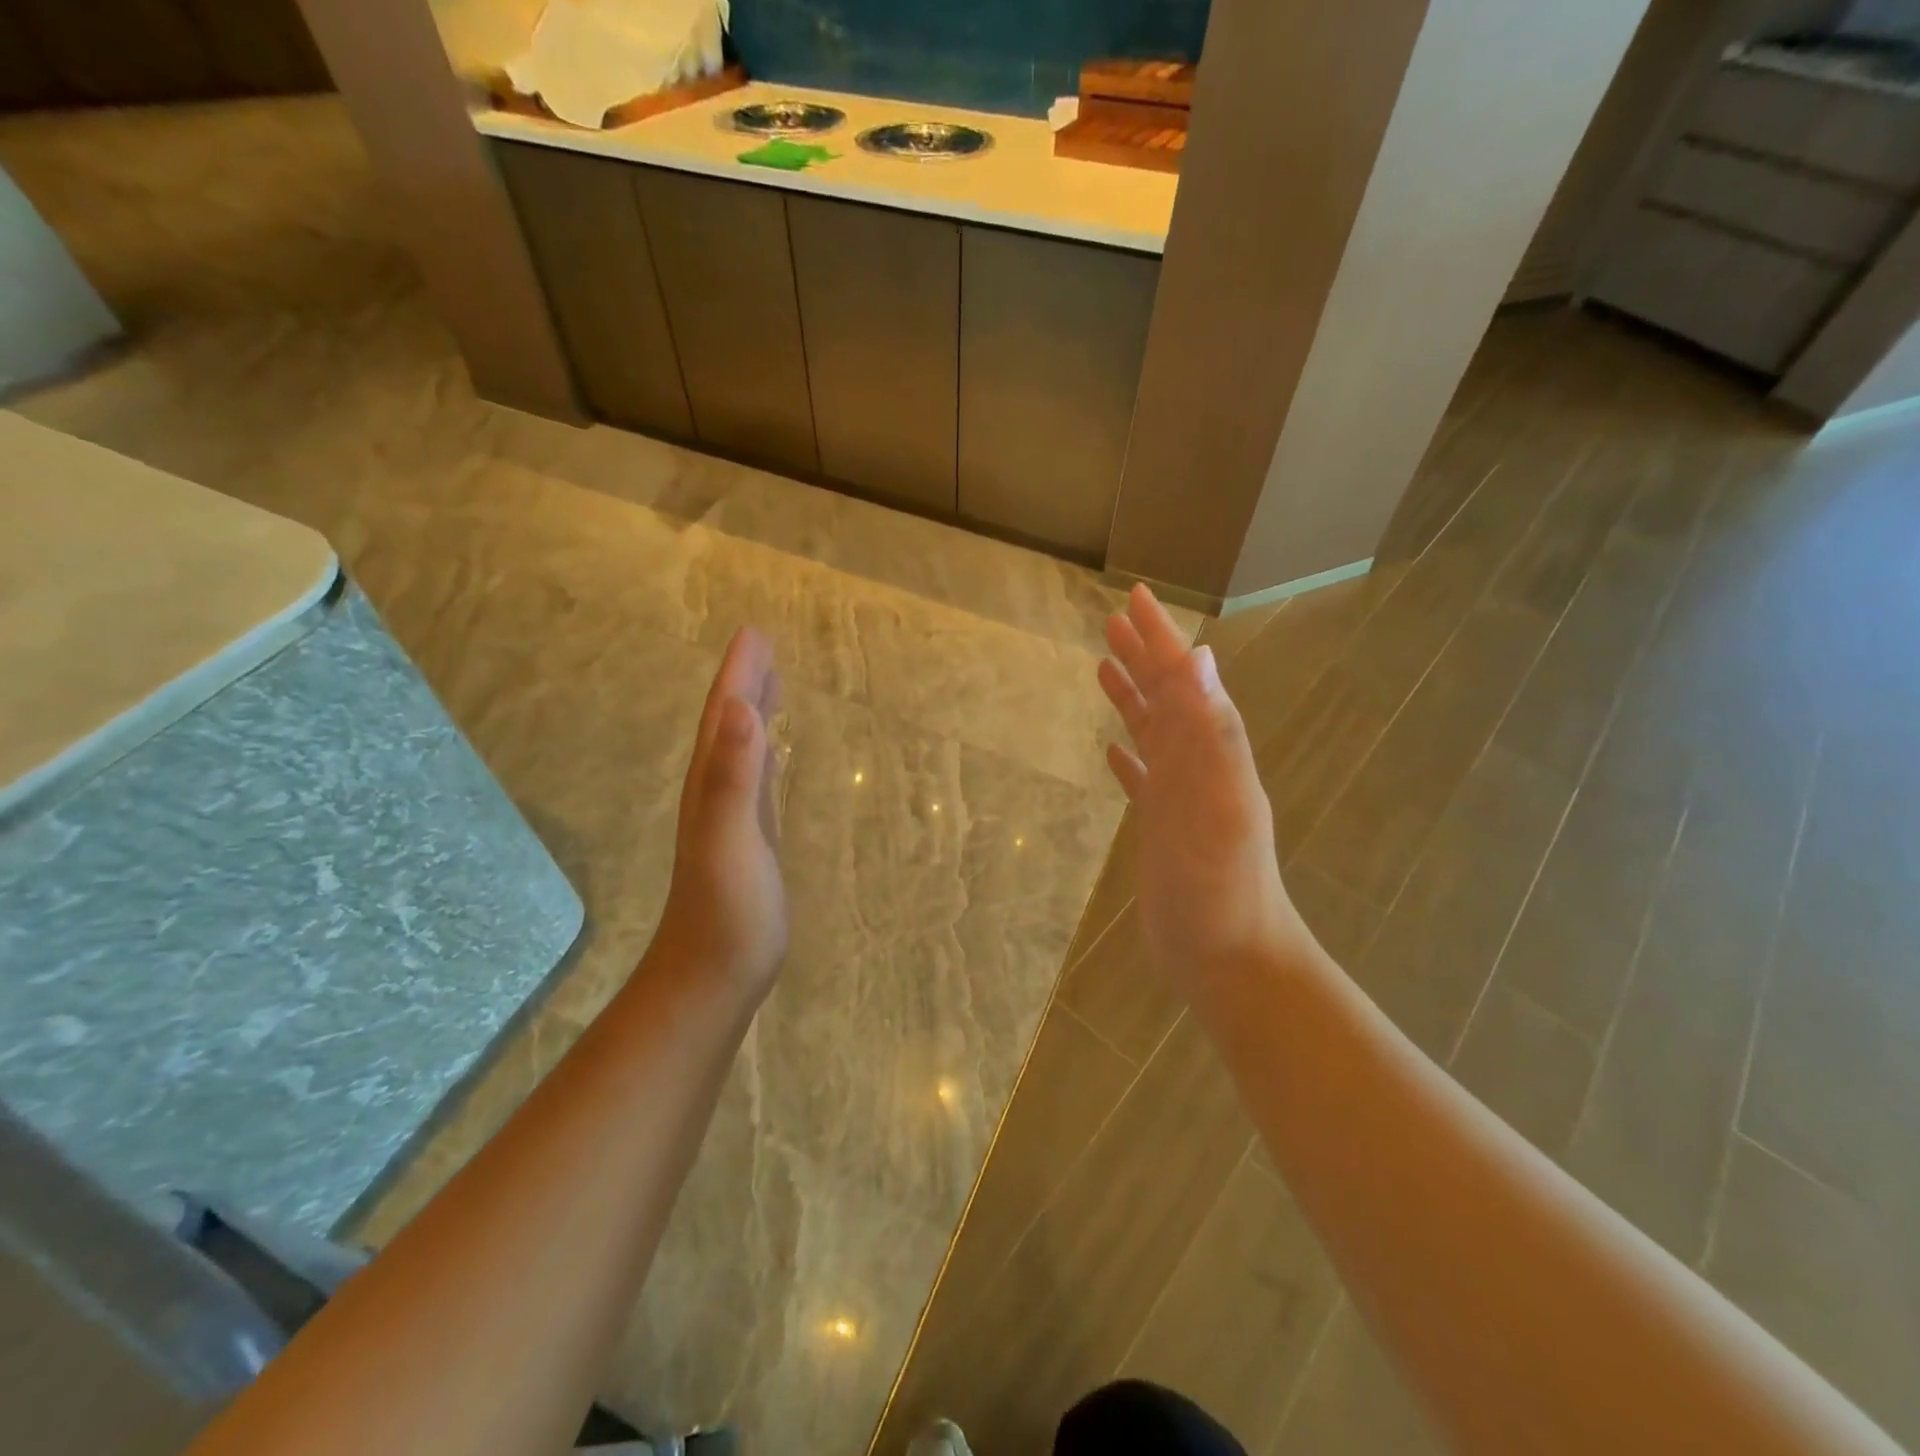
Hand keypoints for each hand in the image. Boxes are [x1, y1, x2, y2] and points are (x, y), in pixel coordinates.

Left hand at [649, 628, 787, 1005]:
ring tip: (769, 681)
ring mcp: (733, 817)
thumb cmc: (727, 913)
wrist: (714, 976)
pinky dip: (765, 753)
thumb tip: (739, 708)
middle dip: (745, 682)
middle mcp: (717, 792)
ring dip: (753, 712)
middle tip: (762, 644)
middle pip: (730, 725)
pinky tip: (772, 751)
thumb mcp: (732, 840)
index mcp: (712, 785)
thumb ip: (732, 777)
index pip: (724, 717)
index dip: (738, 675)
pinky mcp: (751, 839)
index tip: (753, 633)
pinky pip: (757, 778)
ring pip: (742, 748)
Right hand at [1098, 585, 1313, 1001]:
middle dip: (1142, 657)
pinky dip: (1129, 757)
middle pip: (1166, 699)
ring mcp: (1178, 798)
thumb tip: (1199, 657)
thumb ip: (1211, 734)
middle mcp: (1197, 766)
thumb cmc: (1222, 888)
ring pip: (1152, 734)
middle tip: (1113, 622)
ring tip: (1103, 669)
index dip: (1158, 639)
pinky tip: (1114, 751)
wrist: (1230, 958)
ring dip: (1132, 699)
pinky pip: (1142, 780)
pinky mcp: (1162, 830)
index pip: (1180, 681)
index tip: (1133, 598)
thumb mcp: (1219, 805)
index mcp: (1210, 752)